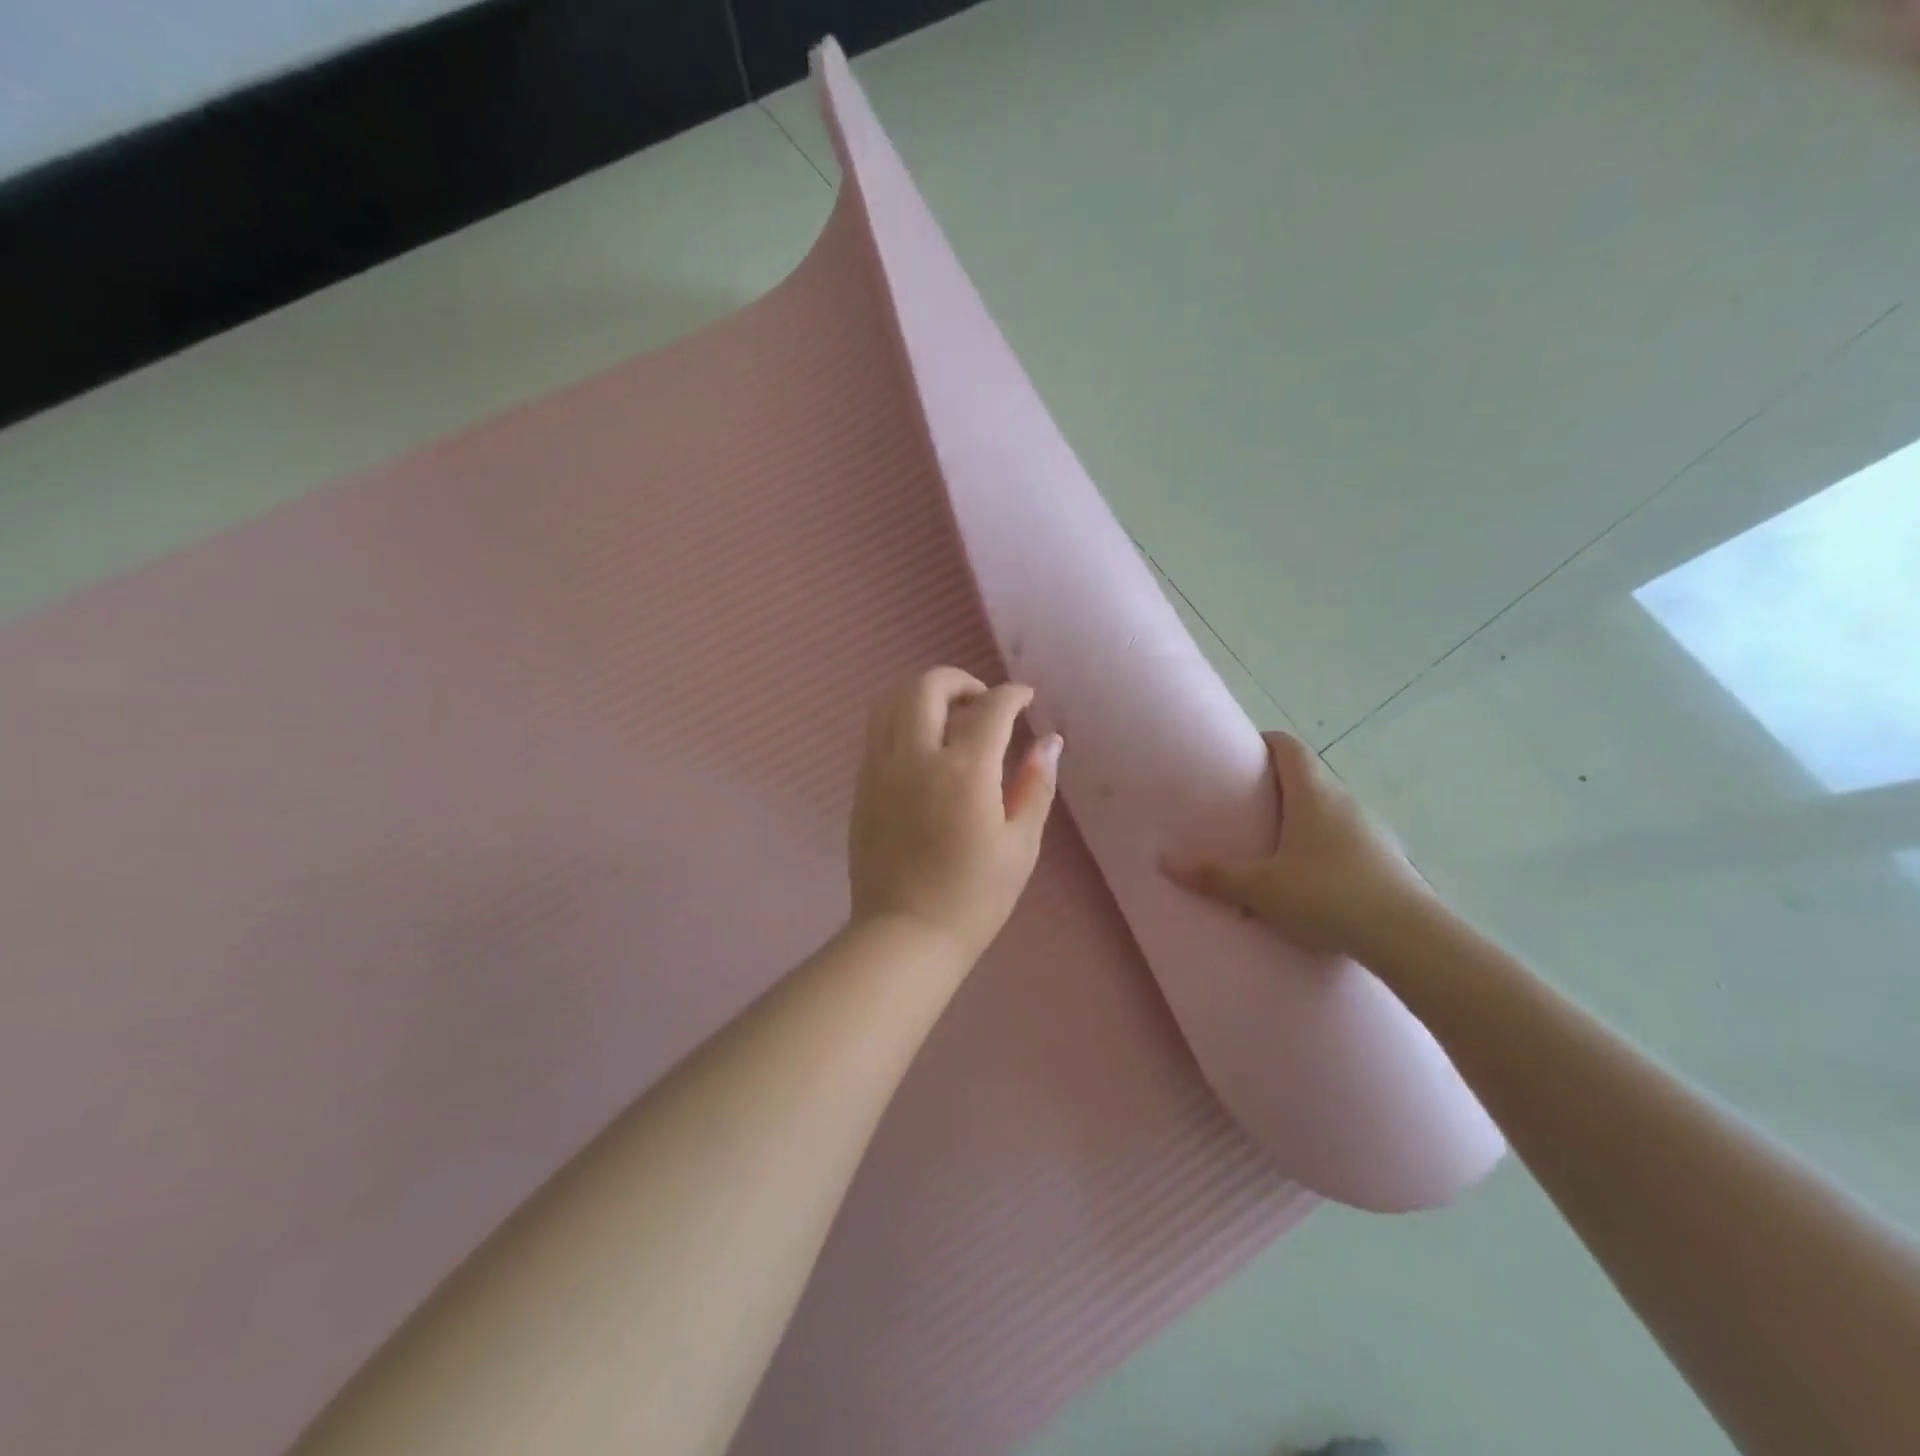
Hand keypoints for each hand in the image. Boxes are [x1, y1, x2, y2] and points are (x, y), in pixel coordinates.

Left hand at [848, 667, 1062, 962]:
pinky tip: (924, 747)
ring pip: (892, 701)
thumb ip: (1035, 786)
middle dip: (961, 680)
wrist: (905, 934)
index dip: (1012, 695)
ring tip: (950, 716)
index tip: (1026, 699)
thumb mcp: (1020, 844)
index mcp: (963, 771)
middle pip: (928, 686)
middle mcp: (916, 757)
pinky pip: (878, 731)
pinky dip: (903, 720)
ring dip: (924, 694)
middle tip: (983, 702)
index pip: (990, 708)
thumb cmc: (974, 897)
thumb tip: (1050, 742)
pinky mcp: (862, 786)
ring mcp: (881, 769)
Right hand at [1163, 731, 1432, 957]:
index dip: (1264, 742)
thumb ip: (1214, 875)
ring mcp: (1369, 829)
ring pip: (1327, 810)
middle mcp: (1344, 801)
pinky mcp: (1385, 858)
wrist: (1407, 937)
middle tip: (1244, 806)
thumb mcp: (1261, 888)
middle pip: (1307, 777)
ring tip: (1272, 846)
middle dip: (1275, 786)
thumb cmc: (1326, 895)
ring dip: (1300, 819)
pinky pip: (1344, 839)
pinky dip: (1322, 847)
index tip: (1240, 754)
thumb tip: (1164, 862)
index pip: (1288, 746)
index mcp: (1312, 794)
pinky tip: (1309, 881)